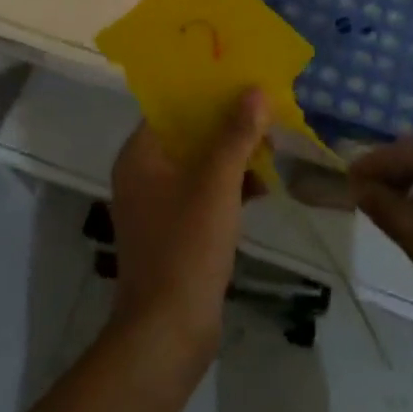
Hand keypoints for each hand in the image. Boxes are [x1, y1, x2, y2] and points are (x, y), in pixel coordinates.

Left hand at [108, 90, 269, 375]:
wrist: (168, 334)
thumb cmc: (186, 247)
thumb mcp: (217, 183)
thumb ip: (236, 134)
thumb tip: (256, 90)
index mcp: (140, 155)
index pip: (171, 106)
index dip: (205, 89)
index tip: (239, 77)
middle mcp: (143, 174)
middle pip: (188, 133)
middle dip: (227, 121)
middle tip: (264, 109)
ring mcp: (158, 205)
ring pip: (199, 163)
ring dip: (233, 153)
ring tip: (272, 143)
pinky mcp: (176, 231)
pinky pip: (204, 192)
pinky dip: (230, 185)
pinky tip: (264, 185)